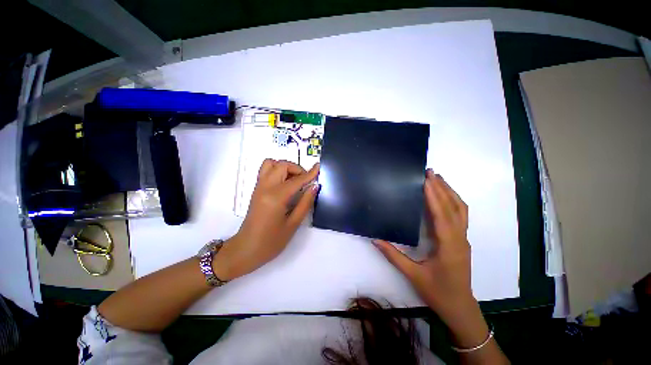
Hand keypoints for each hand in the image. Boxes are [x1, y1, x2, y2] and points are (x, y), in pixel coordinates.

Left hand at [214, 159, 319, 280]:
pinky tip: (285, 183)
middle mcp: (265, 187)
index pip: (296, 180)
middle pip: (282, 165)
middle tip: (305, 181)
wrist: (246, 249)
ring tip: (294, 180)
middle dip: (297, 169)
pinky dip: (277, 170)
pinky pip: (266, 170)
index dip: (309, 173)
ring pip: (271, 164)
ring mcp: (258, 187)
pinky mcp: (256, 189)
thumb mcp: (293, 224)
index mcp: (276, 198)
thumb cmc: (271, 242)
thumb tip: (314, 187)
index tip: (318, 167)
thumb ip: (305, 203)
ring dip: (285, 167)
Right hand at [376, 170, 507, 361]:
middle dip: (443, 188)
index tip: (426, 180)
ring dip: (450, 192)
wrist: (460, 307)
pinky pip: (460, 215)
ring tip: (438, 179)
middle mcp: (459, 238)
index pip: (442, 214)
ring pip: (461, 210)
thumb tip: (376, 240)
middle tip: (430, 172)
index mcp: (448, 245)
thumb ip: (393, 255)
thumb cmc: (438, 292)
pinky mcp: (461, 240)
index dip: (434, 195)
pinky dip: (453, 201)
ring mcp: (463, 239)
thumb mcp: (413, 275)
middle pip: (455, 207)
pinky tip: (444, 197)